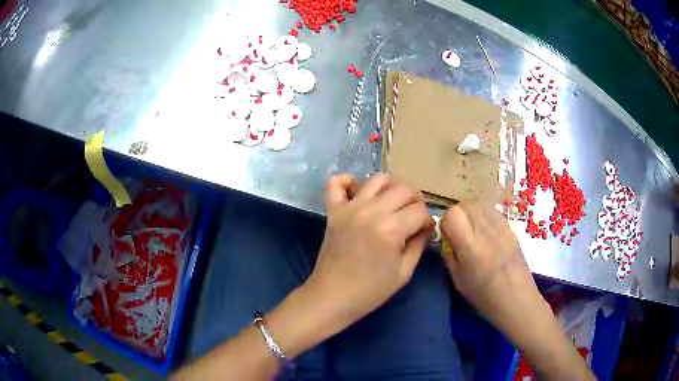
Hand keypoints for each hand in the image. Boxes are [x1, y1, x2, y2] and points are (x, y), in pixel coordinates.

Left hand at [304, 173, 431, 332]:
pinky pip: (336, 183)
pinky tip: (358, 194)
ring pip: (377, 179)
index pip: (420, 210)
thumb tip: (424, 226)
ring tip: (390, 205)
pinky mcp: (333, 211)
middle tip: (412, 217)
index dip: (427, 220)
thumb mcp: (404, 272)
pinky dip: (347, 182)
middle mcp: (372, 211)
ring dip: (390, 189)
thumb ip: (418, 244)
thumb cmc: (371, 291)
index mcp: (392, 229)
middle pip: (403, 189)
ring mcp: (350, 208)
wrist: (332, 297)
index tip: (424, 231)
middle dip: (414, 201)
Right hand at [440, 200, 540, 323]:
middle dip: (458, 213)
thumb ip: (449, 256)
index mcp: (471, 247)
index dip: (446, 221)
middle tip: (459, 231)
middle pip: (467, 203)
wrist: (516, 299)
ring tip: (473, 229)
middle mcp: (486, 231)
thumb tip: (445, 238)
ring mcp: (502, 227)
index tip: (448, 235)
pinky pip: (494, 211)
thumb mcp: (458, 281)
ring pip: (481, 203)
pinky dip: (485, 215)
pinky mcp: (511, 228)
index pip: (453, 213)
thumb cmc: (484, 297)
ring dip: (472, 212)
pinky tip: (487, 232)